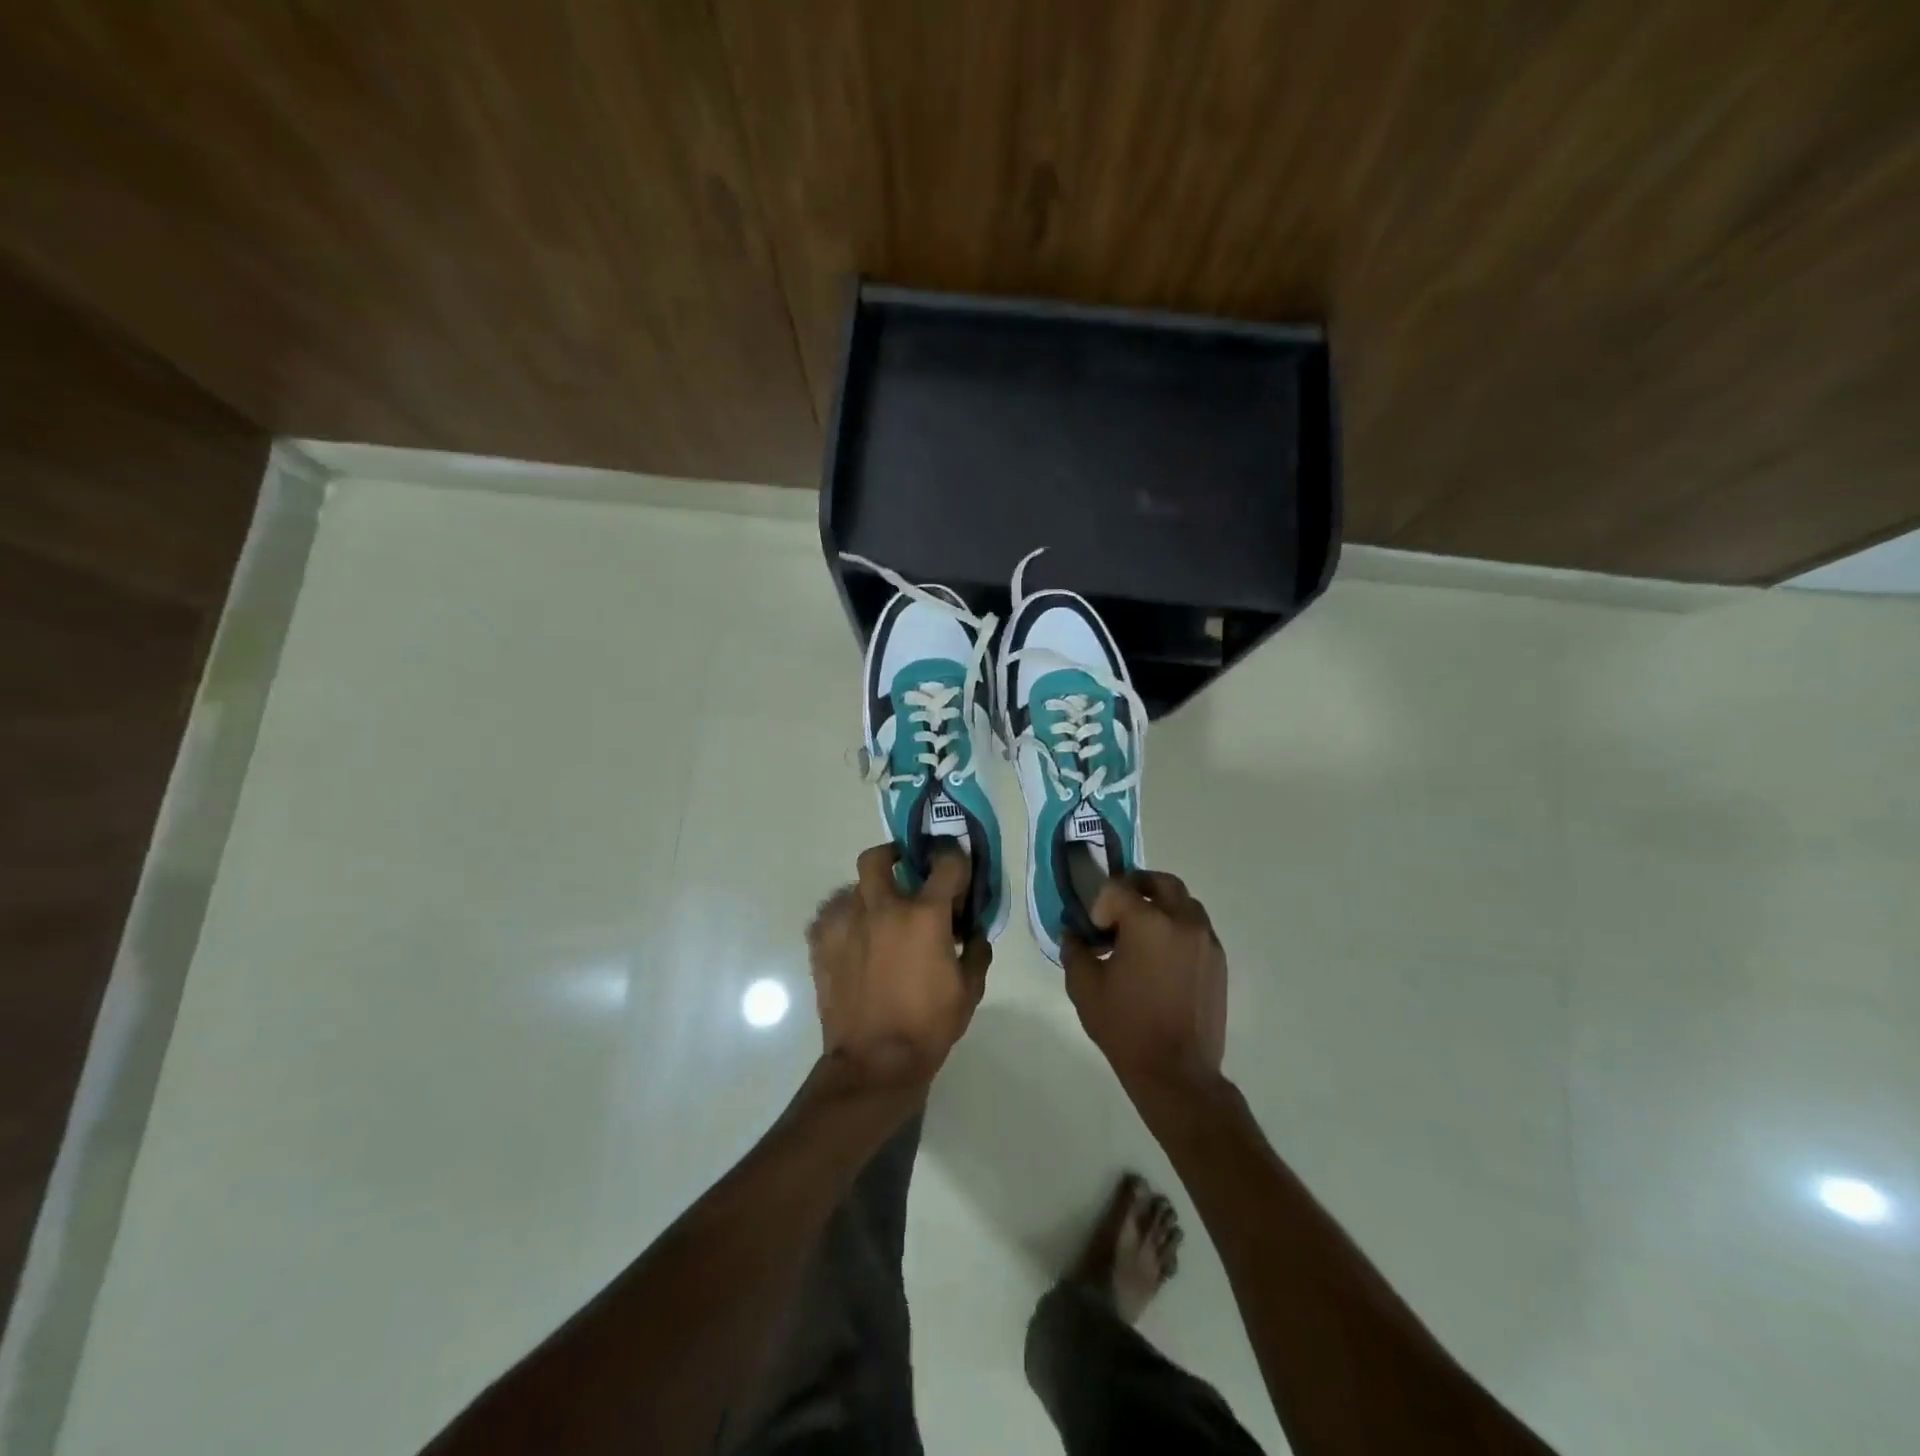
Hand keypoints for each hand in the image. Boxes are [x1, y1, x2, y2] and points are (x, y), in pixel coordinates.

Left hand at [807, 844, 990, 1088]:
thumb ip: (975, 951)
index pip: (945, 864)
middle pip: (879, 857)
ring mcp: (847, 924)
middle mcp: (883, 908)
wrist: (874, 1062)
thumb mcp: (969, 990)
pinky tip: (854, 940)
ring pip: (853, 887)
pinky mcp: (822, 944)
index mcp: (924, 915)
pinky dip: (844, 920)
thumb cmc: (928, 1025)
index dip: (954, 860)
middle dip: (893, 855)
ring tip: (879, 919)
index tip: (956, 870)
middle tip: (904, 872)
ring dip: (870, 895)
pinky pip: (830, 916)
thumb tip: (973, 932)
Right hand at [1062, 871, 1226, 1086]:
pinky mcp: (1219, 960)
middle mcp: (1182, 921)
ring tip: (1143, 933)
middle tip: (1118, 909)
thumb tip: (1072, 933)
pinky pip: (1197, 927)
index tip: (1094, 930)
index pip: (1119, 888)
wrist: (1177, 1072)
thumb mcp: (1084, 988)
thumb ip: (1075, 951)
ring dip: (1161, 905)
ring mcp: (1206, 940)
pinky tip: (1162, 957)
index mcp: (1148, 923)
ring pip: (1184, 902)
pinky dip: (1178, 927)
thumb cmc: (1125, 1027)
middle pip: (1161, 882)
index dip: (1101, 903)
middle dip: (1136, 887)